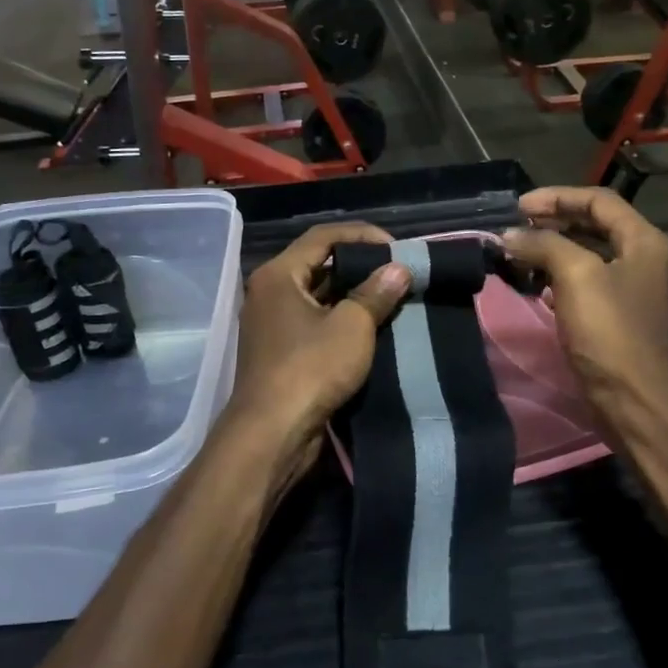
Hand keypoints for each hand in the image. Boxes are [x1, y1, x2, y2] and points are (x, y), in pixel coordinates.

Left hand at [224, 222, 410, 485]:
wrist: (272, 433)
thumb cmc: (310, 369)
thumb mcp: (351, 326)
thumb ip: (375, 293)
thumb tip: (398, 269)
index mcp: (279, 274)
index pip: (323, 237)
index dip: (363, 235)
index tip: (397, 248)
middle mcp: (269, 292)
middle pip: (318, 264)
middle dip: (359, 265)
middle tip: (396, 272)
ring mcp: (272, 323)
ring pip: (317, 296)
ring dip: (352, 295)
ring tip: (390, 297)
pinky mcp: (280, 351)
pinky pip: (314, 322)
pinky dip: (340, 319)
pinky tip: (371, 327)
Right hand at [503, 188, 667, 418]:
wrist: (630, 397)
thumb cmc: (609, 330)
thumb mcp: (576, 276)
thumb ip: (543, 245)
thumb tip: (508, 235)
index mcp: (642, 240)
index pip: (598, 201)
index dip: (558, 197)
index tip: (519, 207)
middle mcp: (640, 258)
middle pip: (593, 224)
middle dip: (553, 220)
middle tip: (516, 225)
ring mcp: (627, 287)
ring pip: (585, 252)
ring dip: (552, 246)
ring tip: (519, 249)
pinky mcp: (612, 314)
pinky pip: (581, 280)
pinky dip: (556, 273)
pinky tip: (534, 280)